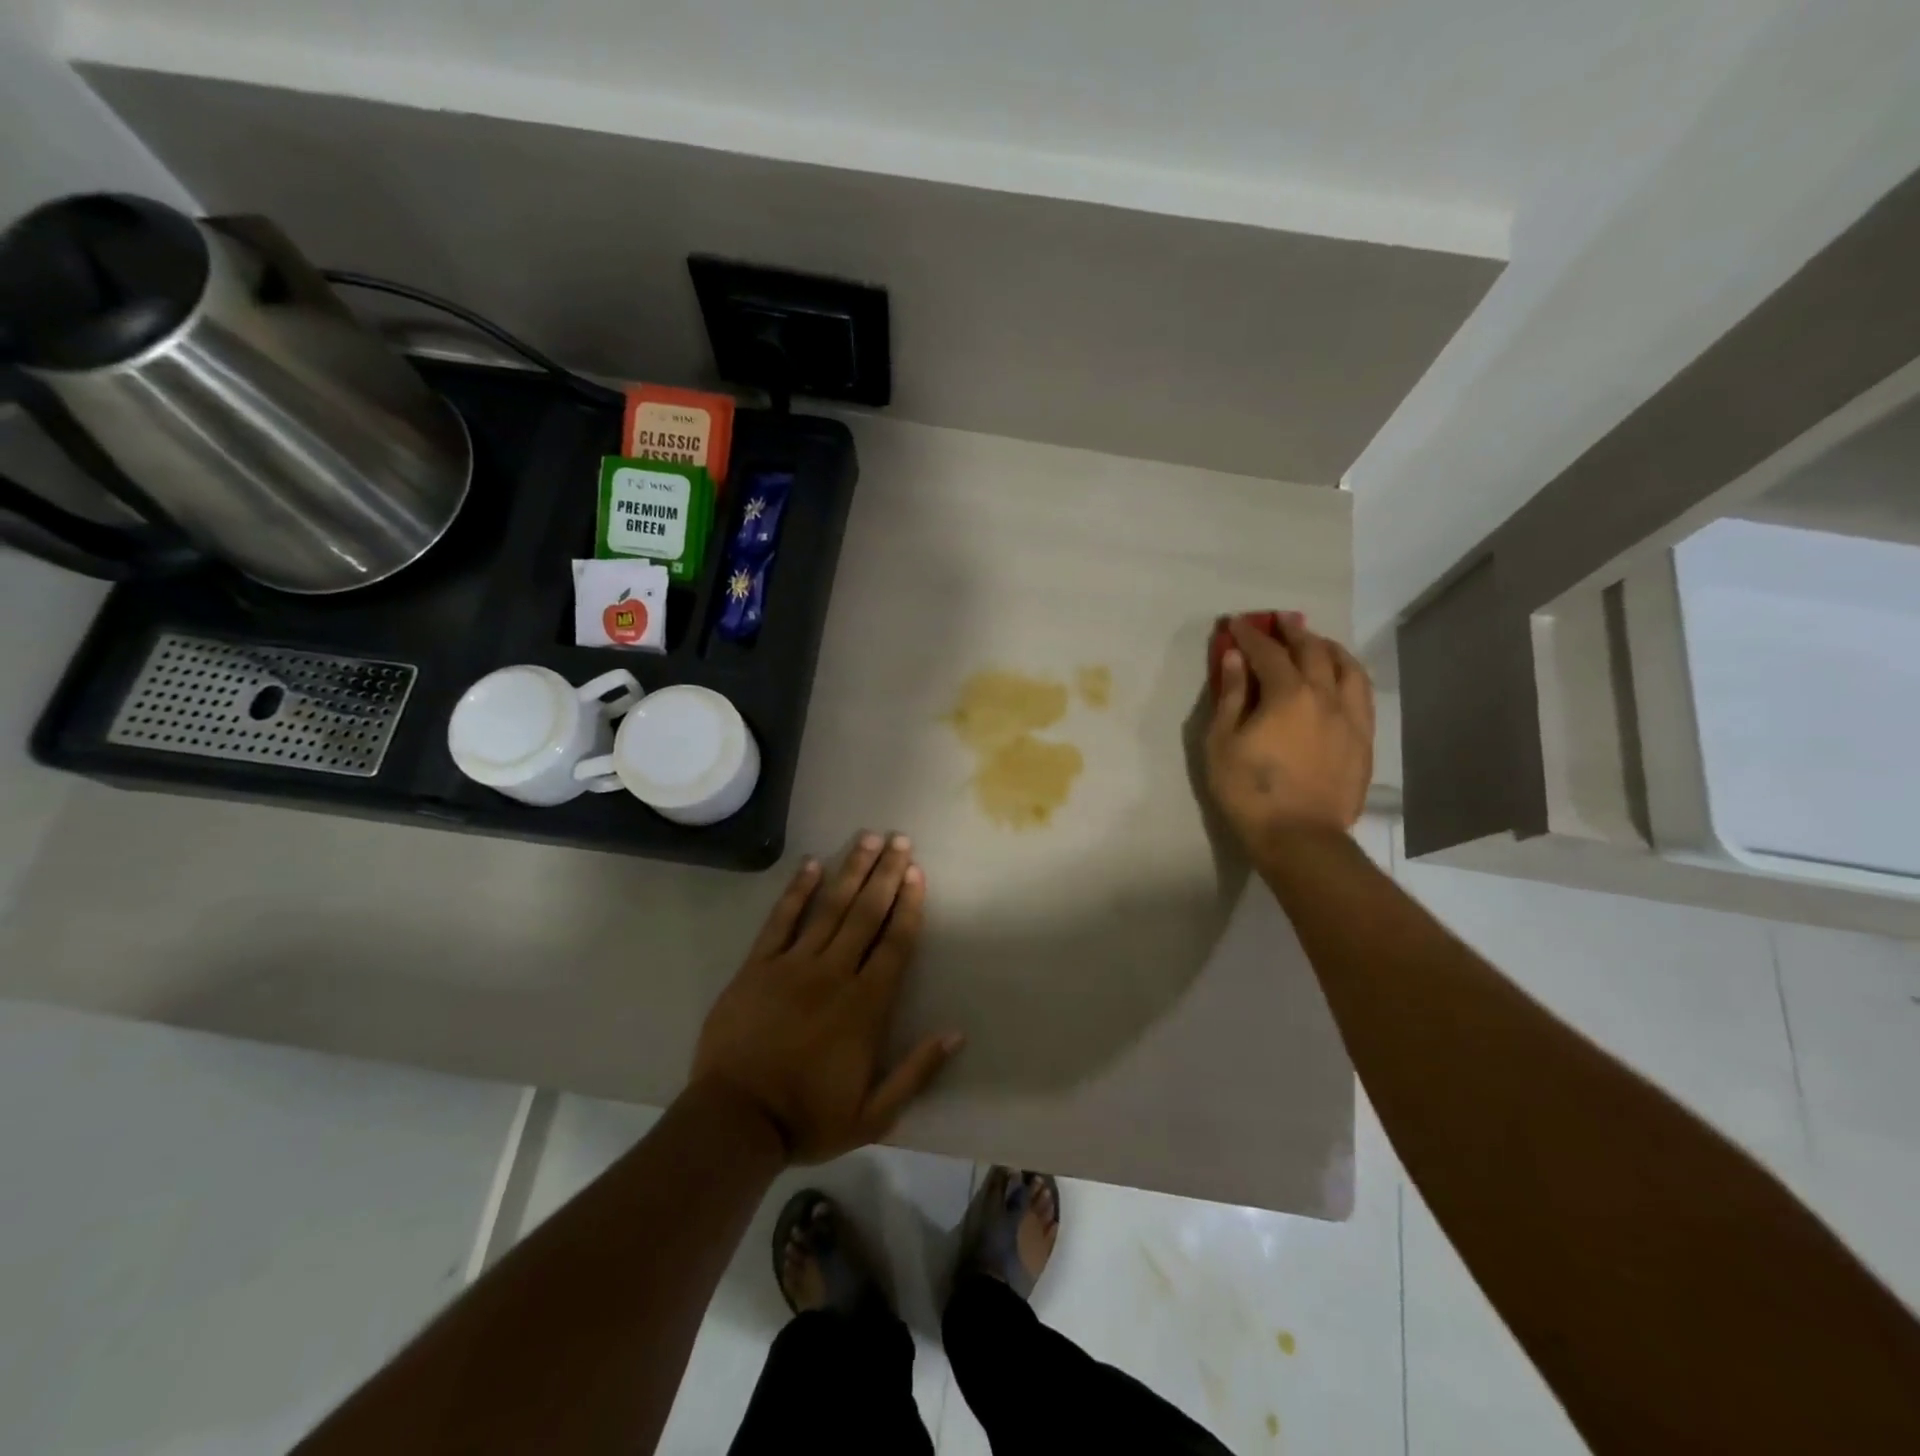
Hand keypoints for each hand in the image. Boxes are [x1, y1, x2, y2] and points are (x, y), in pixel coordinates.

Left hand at [690, 833, 963, 1163]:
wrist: (735, 1122)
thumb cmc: (807, 1118)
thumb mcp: (874, 1115)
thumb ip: (916, 1072)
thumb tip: (955, 1033)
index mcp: (864, 1006)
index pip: (894, 944)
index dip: (908, 905)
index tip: (917, 873)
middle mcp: (833, 974)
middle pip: (866, 914)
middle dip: (886, 874)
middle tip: (900, 840)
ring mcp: (792, 966)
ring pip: (828, 908)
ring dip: (850, 871)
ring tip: (867, 838)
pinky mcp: (757, 966)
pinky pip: (780, 920)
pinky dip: (796, 890)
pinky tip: (811, 864)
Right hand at [1204, 613, 1373, 847]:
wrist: (1299, 837)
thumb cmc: (1249, 791)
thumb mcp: (1222, 742)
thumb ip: (1231, 695)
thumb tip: (1236, 657)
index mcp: (1288, 694)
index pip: (1268, 652)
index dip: (1250, 635)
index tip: (1236, 623)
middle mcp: (1326, 696)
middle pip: (1312, 651)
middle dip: (1293, 632)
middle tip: (1279, 620)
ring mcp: (1350, 718)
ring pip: (1347, 668)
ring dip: (1328, 648)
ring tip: (1316, 642)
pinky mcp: (1363, 740)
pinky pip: (1361, 695)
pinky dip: (1349, 675)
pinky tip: (1341, 679)